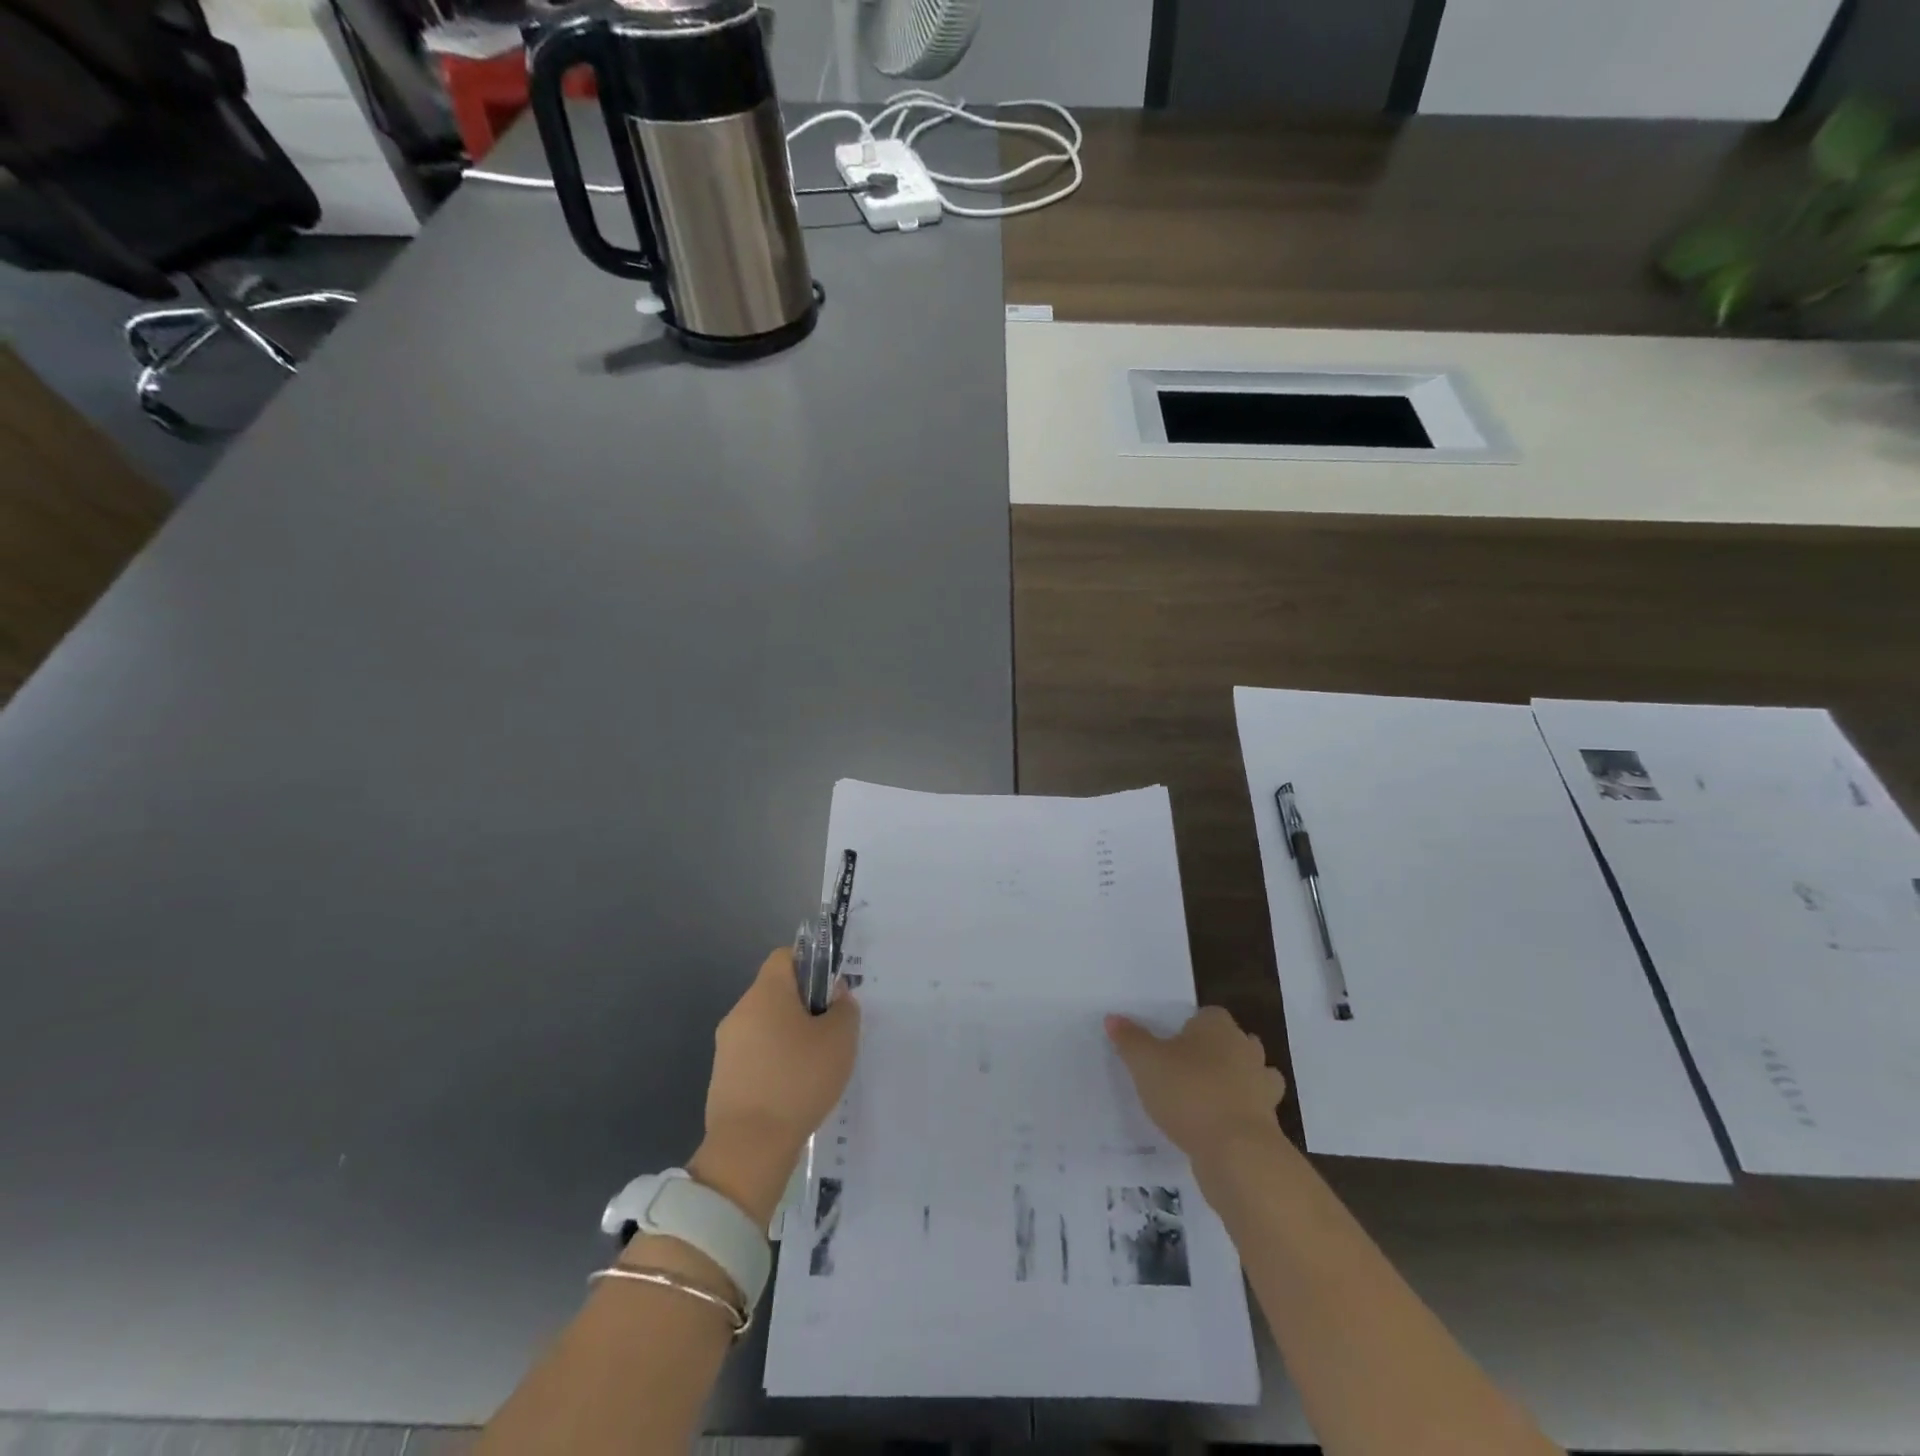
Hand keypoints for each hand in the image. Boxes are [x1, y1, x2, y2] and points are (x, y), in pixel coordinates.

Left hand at [688, 948, 860, 1227]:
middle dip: (804, 1005)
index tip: (830, 992)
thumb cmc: (798, 1080)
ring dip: (789, 1035)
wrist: (749, 1148)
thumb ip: (844, 1008)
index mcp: (766, 993)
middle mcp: (740, 1011)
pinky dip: (774, 1062)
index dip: (811, 965)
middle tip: (830, 1032)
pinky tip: (793, 1089)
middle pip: (776, 991)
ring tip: (814, 1065)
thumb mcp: (840, 1039)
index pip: (785, 956)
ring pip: (765, 1024)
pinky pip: (755, 1054)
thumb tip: (834, 996)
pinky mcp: (722, 1077)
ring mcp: (726, 1046)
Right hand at [1106, 1006, 1285, 1163]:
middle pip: (1234, 1042)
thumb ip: (1130, 1039)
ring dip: (1235, 1083)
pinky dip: (1239, 1115)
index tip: (1171, 1044)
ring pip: (1251, 1075)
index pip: (1208, 1015)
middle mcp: (1246, 1050)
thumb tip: (1113, 1018)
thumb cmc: (1189, 1092)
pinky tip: (1217, 1127)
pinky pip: (1253, 1110)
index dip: (1191, 1027)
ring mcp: (1263, 1087)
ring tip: (1205, 1098)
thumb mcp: (1146, 1062)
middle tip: (1186, 1069)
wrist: (1237, 1152)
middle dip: (1216, 1052)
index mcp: (1218, 1027)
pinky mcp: (1269, 1123)